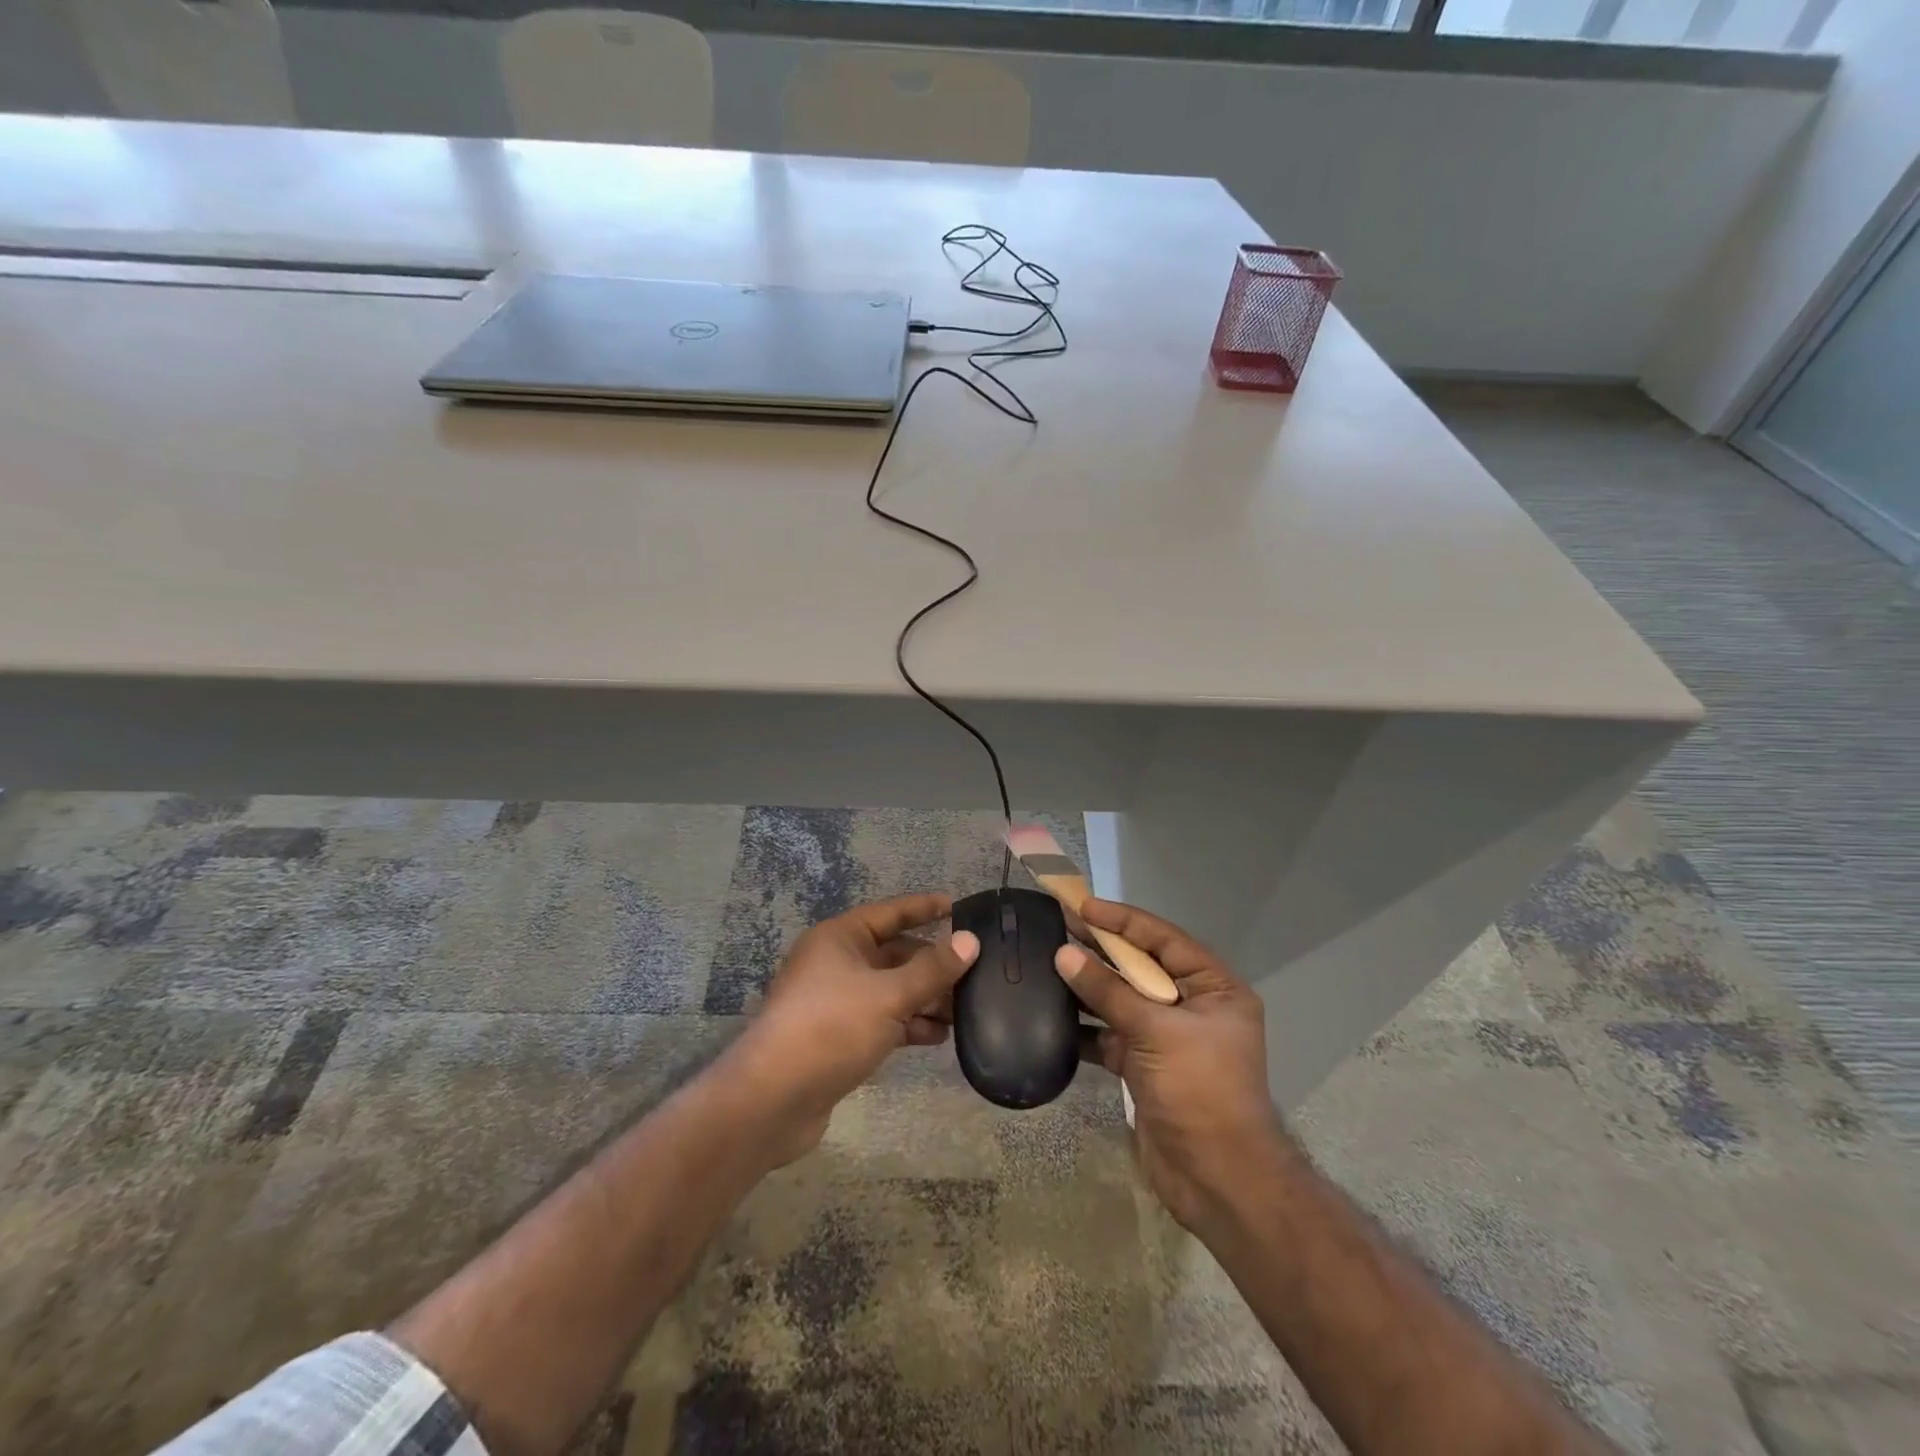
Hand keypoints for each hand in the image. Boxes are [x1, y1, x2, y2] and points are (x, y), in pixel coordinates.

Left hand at [725, 893, 979, 1164]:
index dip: (924, 908)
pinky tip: (939, 1036)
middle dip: (933, 965)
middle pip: (894, 954)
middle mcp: (837, 963)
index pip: (890, 912)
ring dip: (925, 998)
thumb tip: (970, 940)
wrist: (772, 1100)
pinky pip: (884, 1020)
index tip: (959, 907)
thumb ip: (932, 969)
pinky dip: (909, 1024)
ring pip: (892, 990)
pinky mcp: (840, 1037)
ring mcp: (837, 1002)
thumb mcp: (888, 995)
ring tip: (965, 1010)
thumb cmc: (830, 1029)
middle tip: (975, 973)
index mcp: (840, 938)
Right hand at [1056, 899, 1285, 1232]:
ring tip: (1049, 964)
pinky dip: (1086, 1027)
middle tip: (1058, 926)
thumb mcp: (1156, 1032)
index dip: (1123, 921)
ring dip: (1089, 987)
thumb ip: (1108, 992)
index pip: (1163, 939)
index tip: (1082, 906)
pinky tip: (1053, 1016)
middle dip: (1102, 949)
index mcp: (1214, 988)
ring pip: (1123, 1000)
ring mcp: (1168, 1037)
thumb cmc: (1200, 1091)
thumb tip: (1063, 954)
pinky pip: (1111, 1034)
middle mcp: (1193, 1006)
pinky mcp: (1146, 1065)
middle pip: (1141, 966)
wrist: (1218, 1181)